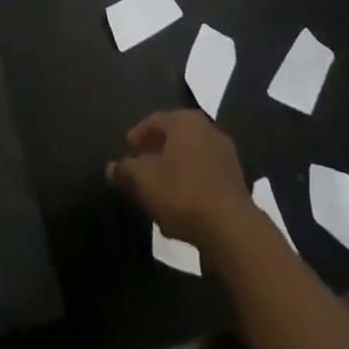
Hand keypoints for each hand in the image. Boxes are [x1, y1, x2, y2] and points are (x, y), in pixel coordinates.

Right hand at [107, 109, 252, 245]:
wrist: (232, 229)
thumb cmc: (182, 192)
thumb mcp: (144, 180)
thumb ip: (125, 171)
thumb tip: (111, 167)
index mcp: (185, 120)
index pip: (155, 120)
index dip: (139, 134)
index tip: (128, 148)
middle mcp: (207, 129)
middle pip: (175, 137)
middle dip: (158, 151)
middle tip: (143, 166)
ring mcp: (226, 155)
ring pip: (191, 158)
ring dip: (175, 170)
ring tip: (161, 190)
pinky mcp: (237, 182)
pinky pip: (206, 177)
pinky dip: (192, 185)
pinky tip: (182, 206)